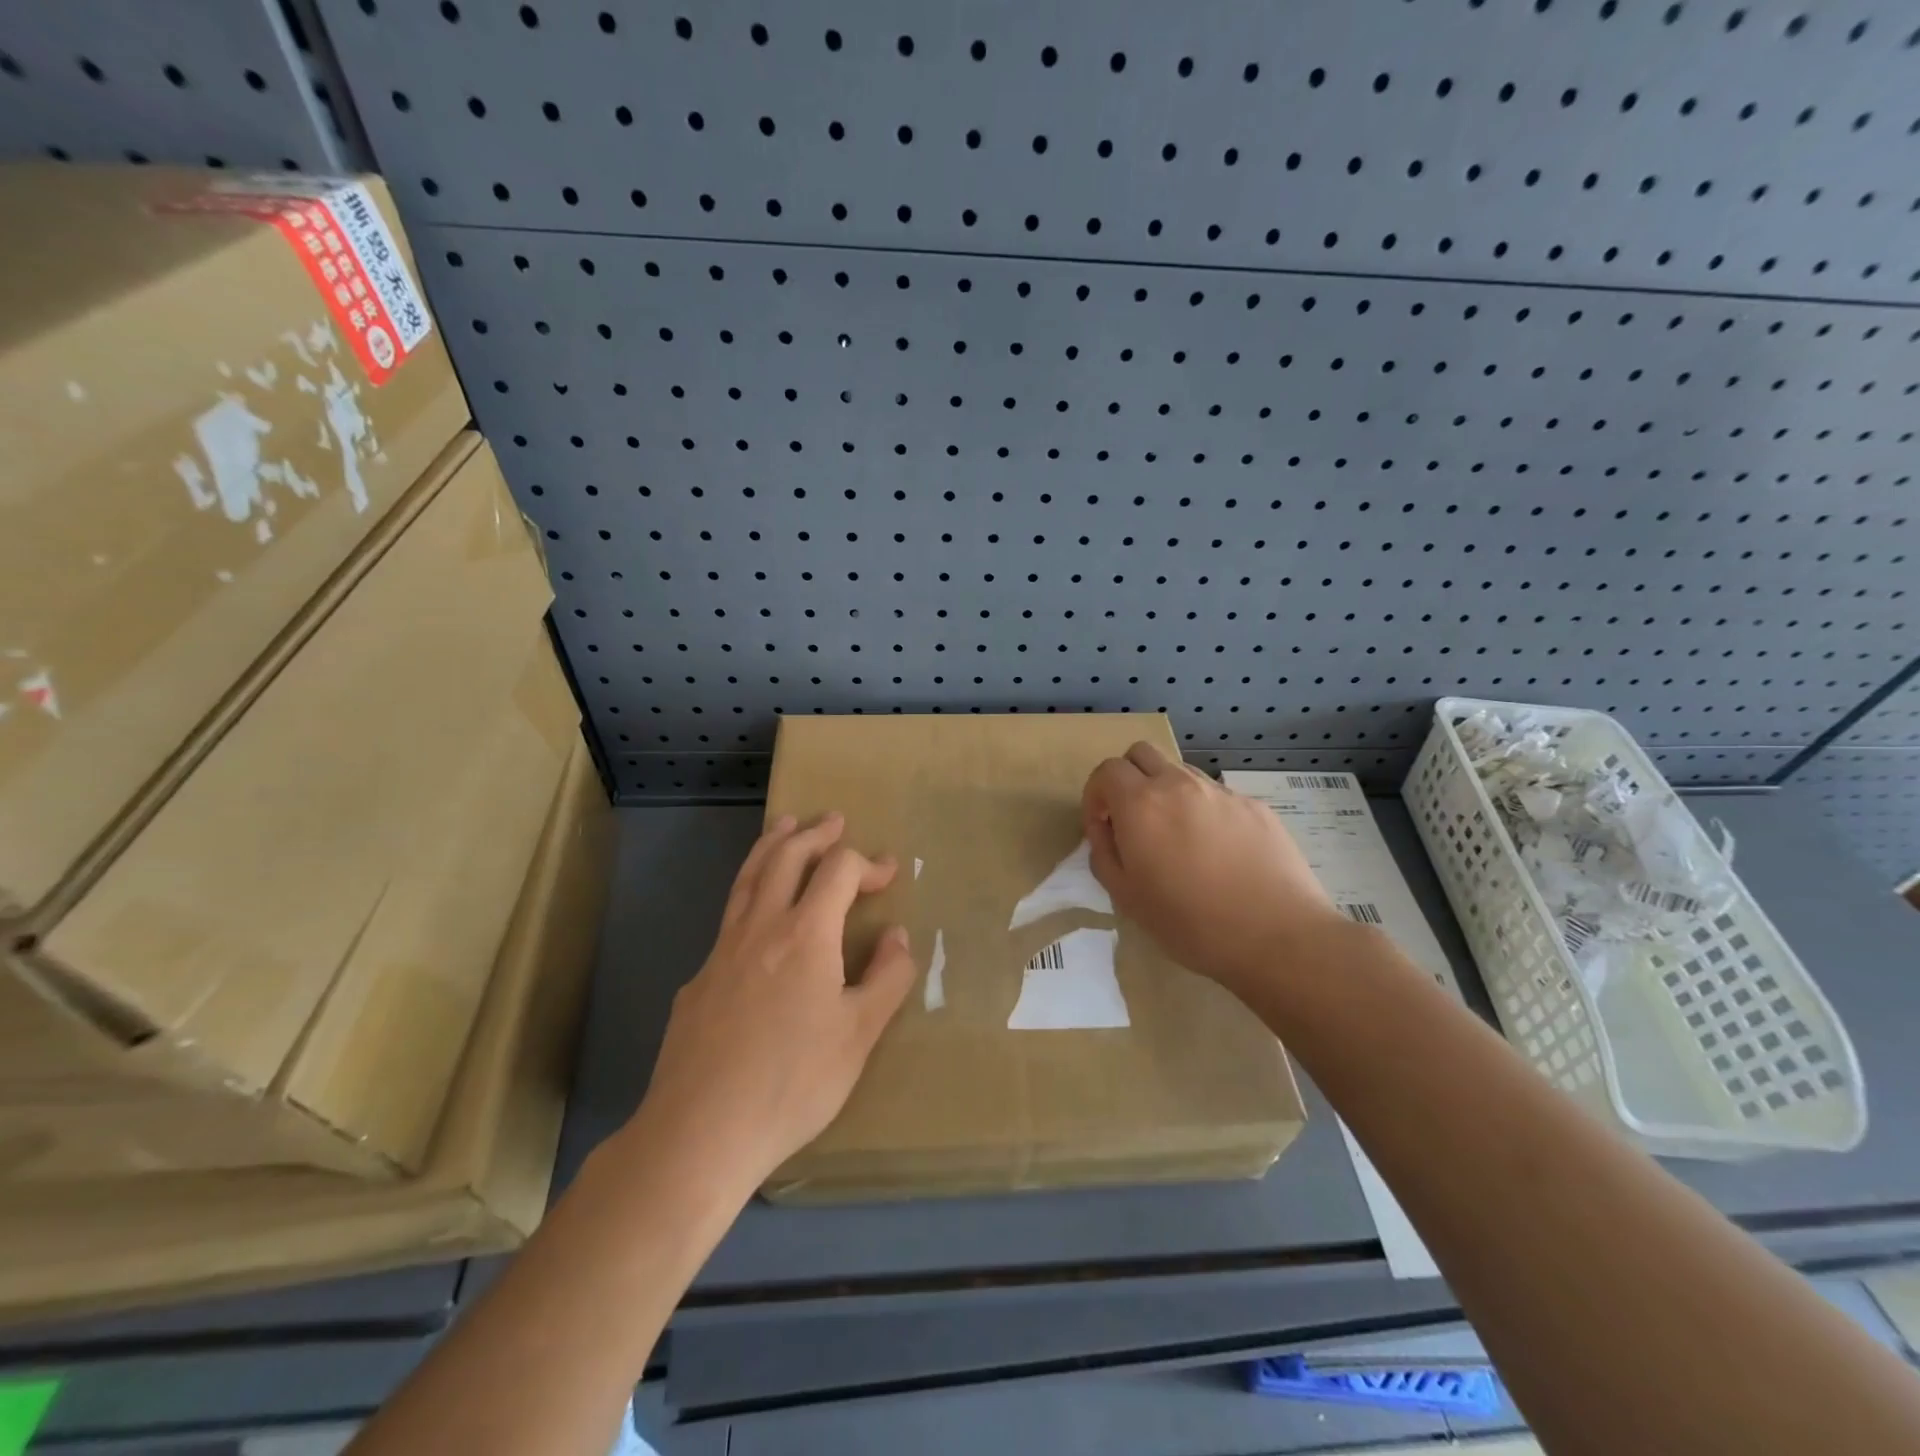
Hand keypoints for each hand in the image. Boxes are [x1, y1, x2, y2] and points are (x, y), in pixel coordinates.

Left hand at [626, 813, 915, 1198]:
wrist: (699, 1131)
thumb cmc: (793, 1082)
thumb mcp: (859, 1035)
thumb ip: (887, 978)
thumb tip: (897, 935)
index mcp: (805, 934)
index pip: (839, 871)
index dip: (867, 863)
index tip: (889, 873)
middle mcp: (761, 927)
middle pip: (786, 857)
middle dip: (814, 834)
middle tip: (833, 821)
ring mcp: (722, 950)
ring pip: (748, 878)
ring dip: (772, 845)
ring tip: (785, 826)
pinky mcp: (697, 980)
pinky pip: (729, 918)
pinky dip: (749, 893)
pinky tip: (755, 917)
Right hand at [1082, 743, 1343, 995]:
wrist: (1276, 935)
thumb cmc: (1189, 922)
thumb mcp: (1126, 897)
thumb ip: (1104, 853)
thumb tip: (1106, 830)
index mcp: (1141, 804)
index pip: (1106, 770)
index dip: (1096, 794)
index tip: (1102, 826)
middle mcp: (1179, 785)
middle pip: (1141, 753)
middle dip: (1128, 778)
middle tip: (1132, 819)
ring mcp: (1221, 792)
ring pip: (1180, 771)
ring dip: (1166, 792)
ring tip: (1177, 837)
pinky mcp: (1254, 806)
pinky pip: (1216, 796)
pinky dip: (1204, 811)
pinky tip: (1218, 853)